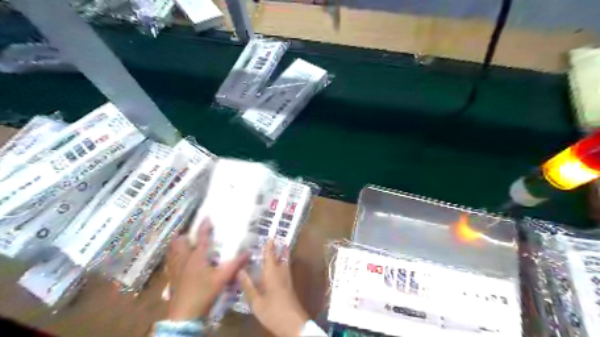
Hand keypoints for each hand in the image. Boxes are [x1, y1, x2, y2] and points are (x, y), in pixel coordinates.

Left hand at [165, 218, 248, 320]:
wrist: (184, 314)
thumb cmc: (204, 292)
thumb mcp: (223, 278)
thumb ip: (235, 264)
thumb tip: (248, 252)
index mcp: (197, 257)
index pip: (201, 237)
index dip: (204, 226)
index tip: (207, 217)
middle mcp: (185, 259)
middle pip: (180, 243)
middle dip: (184, 235)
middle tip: (191, 233)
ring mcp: (176, 269)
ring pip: (173, 252)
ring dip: (177, 246)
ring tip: (183, 243)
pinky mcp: (172, 279)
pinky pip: (170, 264)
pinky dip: (173, 258)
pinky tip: (178, 262)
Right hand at [238, 240, 305, 336]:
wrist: (293, 323)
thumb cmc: (273, 311)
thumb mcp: (256, 301)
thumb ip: (248, 286)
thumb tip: (240, 270)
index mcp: (272, 274)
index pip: (270, 256)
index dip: (270, 246)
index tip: (270, 236)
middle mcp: (281, 273)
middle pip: (281, 257)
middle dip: (279, 248)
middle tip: (277, 240)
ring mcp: (287, 280)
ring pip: (285, 263)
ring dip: (283, 255)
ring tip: (281, 249)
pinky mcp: (290, 286)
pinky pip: (286, 269)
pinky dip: (283, 264)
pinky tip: (279, 268)